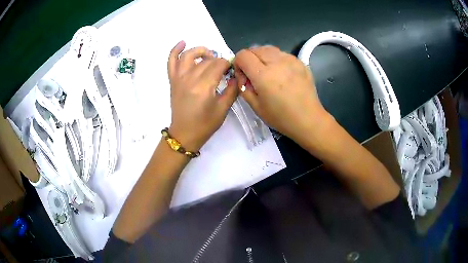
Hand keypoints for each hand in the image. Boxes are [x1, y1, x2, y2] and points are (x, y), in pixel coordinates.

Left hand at [167, 41, 237, 150]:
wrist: (185, 134)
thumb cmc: (205, 125)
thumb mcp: (223, 109)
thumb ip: (233, 90)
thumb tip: (237, 76)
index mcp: (204, 87)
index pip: (218, 65)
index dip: (228, 64)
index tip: (232, 69)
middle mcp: (190, 78)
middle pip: (206, 60)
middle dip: (218, 60)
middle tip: (224, 68)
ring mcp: (179, 78)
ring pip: (189, 55)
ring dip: (201, 51)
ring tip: (209, 54)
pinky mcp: (173, 80)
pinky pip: (171, 61)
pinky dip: (175, 50)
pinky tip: (183, 42)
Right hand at [234, 46, 332, 144]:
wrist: (309, 119)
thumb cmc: (281, 117)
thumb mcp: (256, 107)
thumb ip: (244, 87)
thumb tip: (243, 75)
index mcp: (263, 75)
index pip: (243, 55)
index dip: (238, 63)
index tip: (243, 75)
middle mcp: (277, 62)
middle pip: (255, 49)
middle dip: (250, 59)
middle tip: (255, 74)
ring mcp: (291, 60)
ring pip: (269, 49)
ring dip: (263, 57)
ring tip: (268, 72)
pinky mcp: (300, 61)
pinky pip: (282, 54)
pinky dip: (276, 59)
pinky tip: (282, 73)